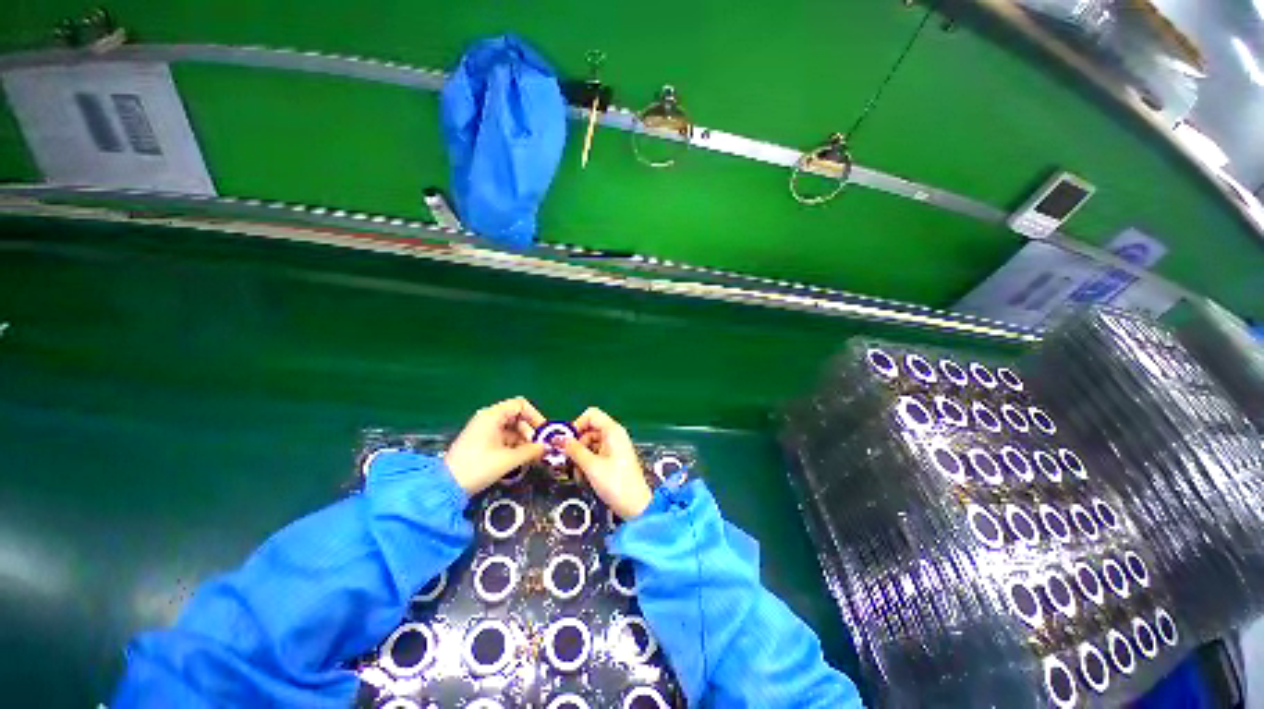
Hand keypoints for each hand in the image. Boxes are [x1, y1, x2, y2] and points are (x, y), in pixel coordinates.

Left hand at [445, 397, 546, 494]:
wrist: (445, 487)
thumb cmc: (478, 467)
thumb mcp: (508, 459)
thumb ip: (531, 451)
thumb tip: (546, 447)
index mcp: (493, 415)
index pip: (520, 405)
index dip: (535, 416)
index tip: (543, 432)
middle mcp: (488, 419)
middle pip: (517, 417)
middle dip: (530, 432)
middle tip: (539, 448)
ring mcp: (484, 431)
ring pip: (511, 429)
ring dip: (523, 441)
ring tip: (531, 457)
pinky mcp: (481, 442)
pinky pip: (503, 438)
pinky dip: (514, 446)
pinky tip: (520, 460)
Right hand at [564, 407, 652, 519]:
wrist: (636, 506)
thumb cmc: (616, 484)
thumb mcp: (591, 466)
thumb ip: (574, 450)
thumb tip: (558, 439)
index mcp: (613, 430)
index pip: (591, 415)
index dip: (577, 425)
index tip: (567, 442)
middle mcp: (614, 435)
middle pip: (589, 430)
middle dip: (577, 445)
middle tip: (569, 461)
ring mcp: (614, 447)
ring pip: (590, 443)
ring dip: (581, 457)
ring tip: (578, 474)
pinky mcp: (613, 458)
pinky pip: (596, 453)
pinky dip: (588, 463)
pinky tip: (585, 477)